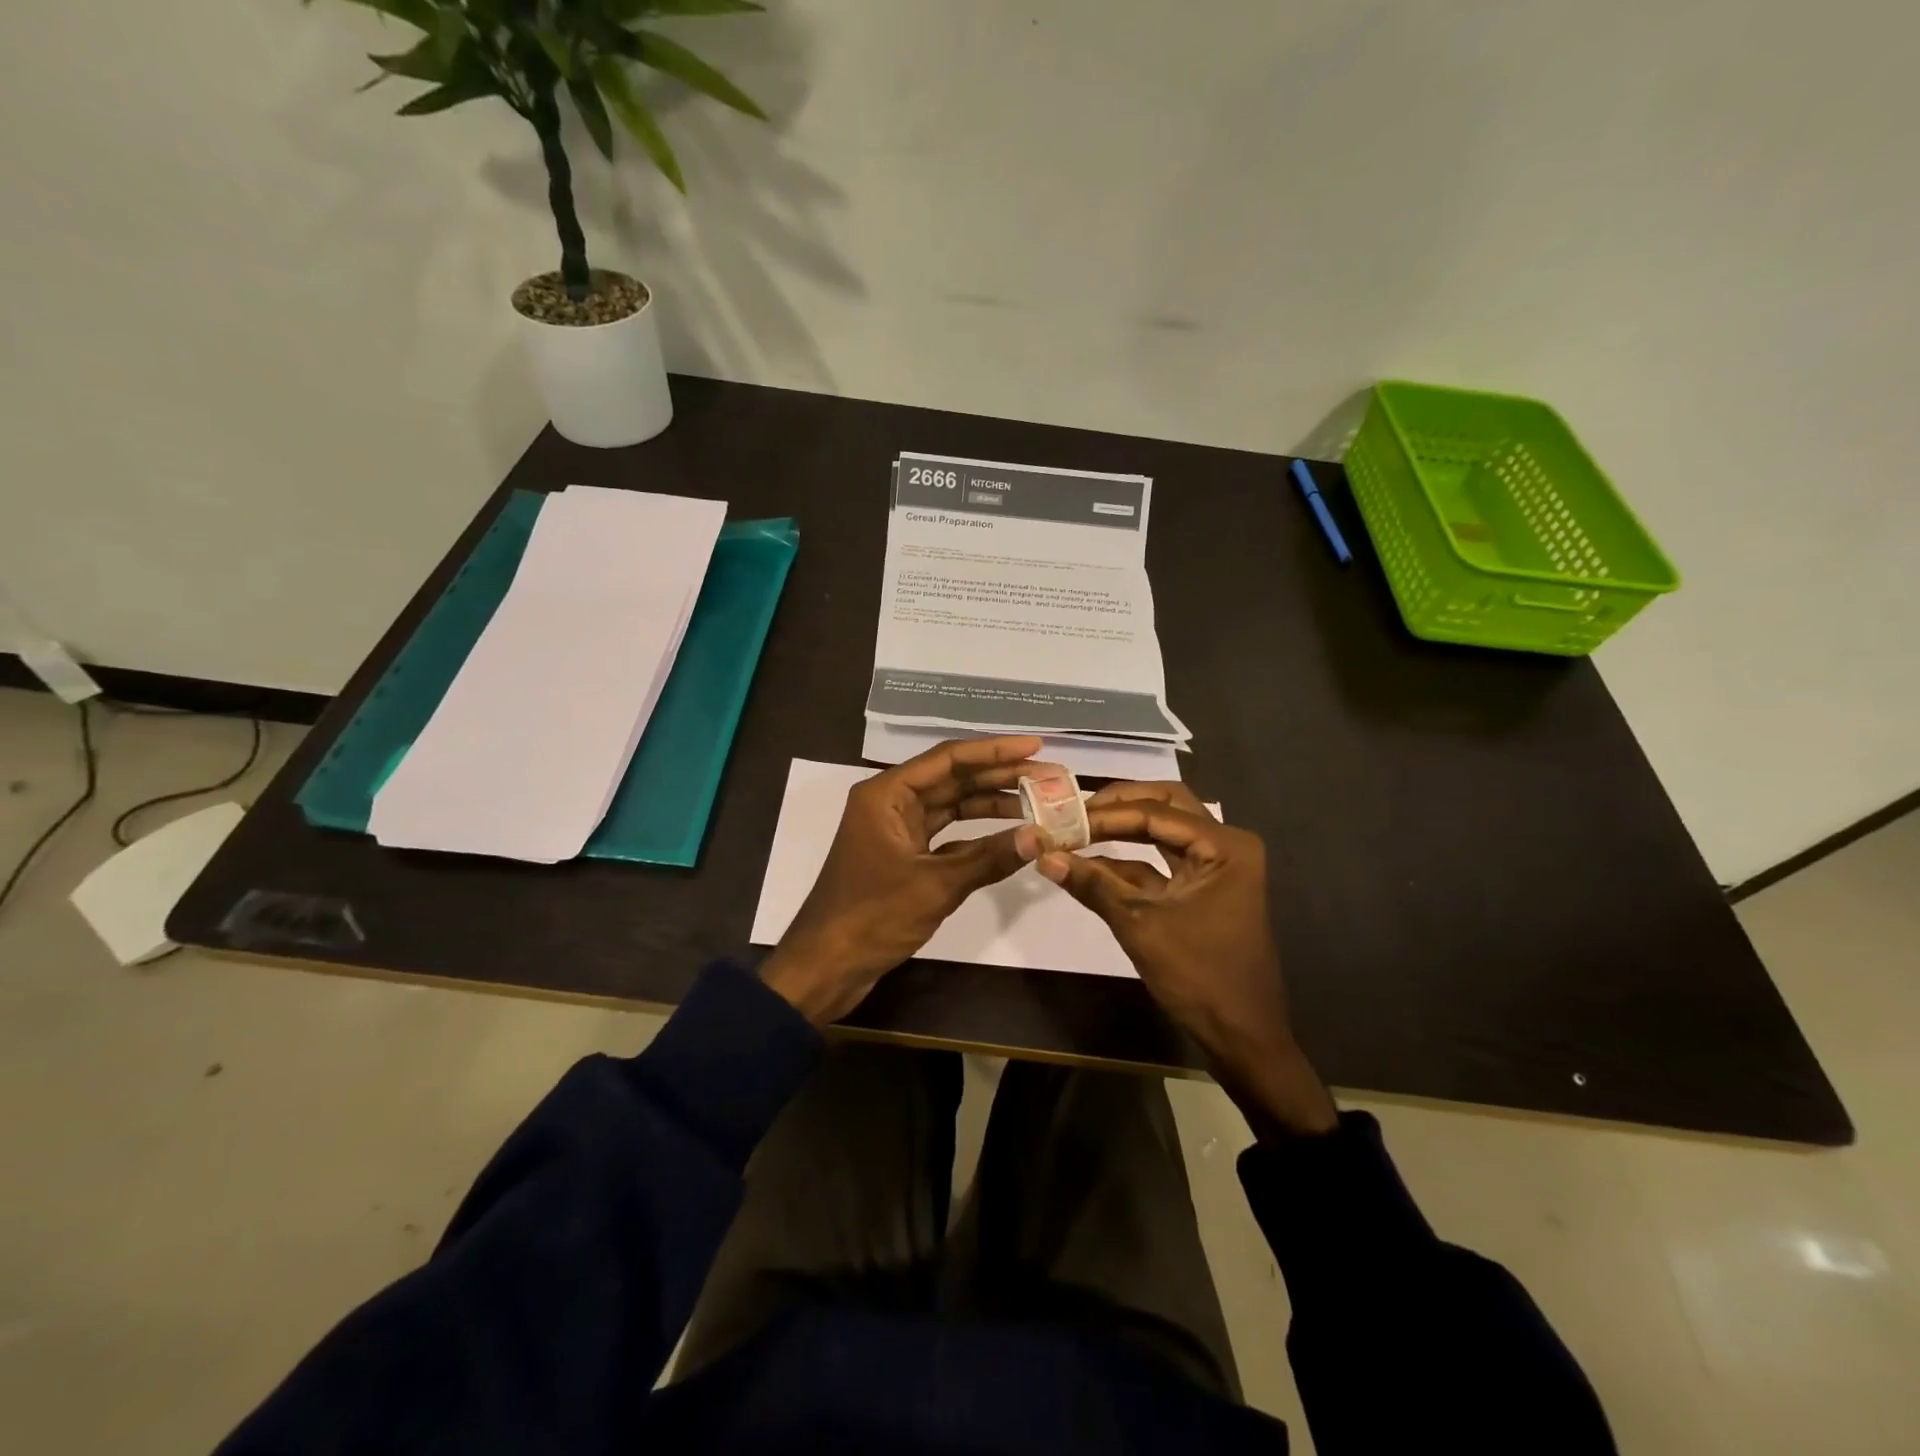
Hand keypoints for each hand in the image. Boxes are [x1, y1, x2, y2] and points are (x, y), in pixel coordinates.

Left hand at [761, 736, 1043, 1024]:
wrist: (826, 966)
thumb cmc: (873, 916)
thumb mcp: (935, 885)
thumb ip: (989, 858)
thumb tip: (1041, 837)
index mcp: (886, 794)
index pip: (948, 758)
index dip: (995, 751)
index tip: (1036, 747)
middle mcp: (890, 803)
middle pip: (953, 779)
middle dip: (1000, 777)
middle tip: (1048, 775)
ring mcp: (897, 830)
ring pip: (951, 807)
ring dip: (991, 804)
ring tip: (1038, 801)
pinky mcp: (903, 857)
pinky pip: (946, 835)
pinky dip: (976, 836)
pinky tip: (1010, 836)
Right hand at [1037, 781, 1337, 1136]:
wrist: (1242, 1037)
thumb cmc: (1199, 977)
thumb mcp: (1140, 926)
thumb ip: (1093, 885)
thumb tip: (1044, 856)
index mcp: (1224, 846)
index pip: (1156, 812)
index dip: (1106, 814)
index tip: (1062, 816)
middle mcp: (1224, 846)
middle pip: (1165, 806)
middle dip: (1118, 805)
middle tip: (1074, 809)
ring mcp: (1215, 867)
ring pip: (1163, 830)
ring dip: (1122, 829)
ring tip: (1076, 828)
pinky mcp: (1202, 890)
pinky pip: (1162, 863)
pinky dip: (1128, 862)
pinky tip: (1090, 864)